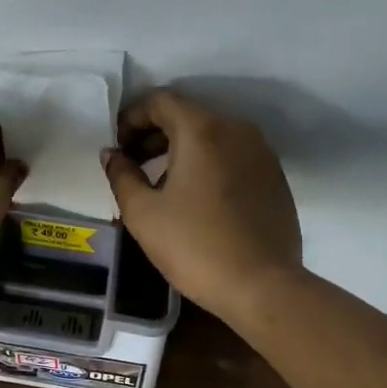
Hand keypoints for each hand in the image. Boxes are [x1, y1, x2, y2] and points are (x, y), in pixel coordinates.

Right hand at [102, 89, 302, 323]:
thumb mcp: (143, 213)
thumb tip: (111, 154)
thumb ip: (121, 175)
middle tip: (132, 164)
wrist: (262, 286)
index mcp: (202, 129)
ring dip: (181, 149)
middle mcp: (236, 129)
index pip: (160, 101)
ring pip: (212, 135)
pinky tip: (195, 197)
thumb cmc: (195, 246)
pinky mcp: (274, 176)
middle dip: (154, 134)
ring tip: (160, 183)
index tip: (117, 146)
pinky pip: (232, 155)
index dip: (131, 117)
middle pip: (187, 115)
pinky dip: (207, 163)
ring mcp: (261, 152)